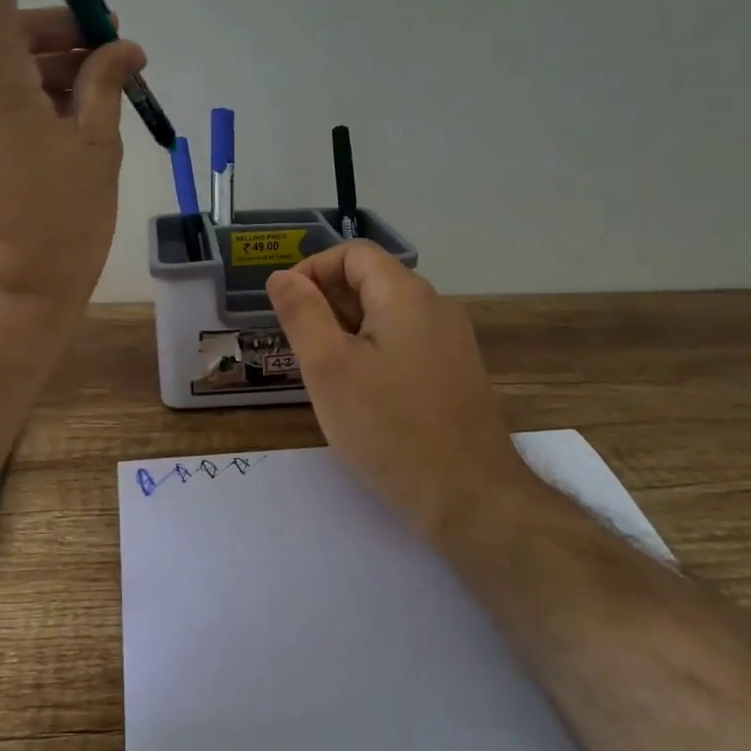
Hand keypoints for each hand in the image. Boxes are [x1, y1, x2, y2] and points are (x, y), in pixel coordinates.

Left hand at [0, 0, 145, 323]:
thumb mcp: (96, 150)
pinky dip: (35, 100)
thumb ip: (106, 85)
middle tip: (119, 53)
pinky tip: (75, 128)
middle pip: (7, 26)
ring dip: (57, 69)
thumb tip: (122, 50)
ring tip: (108, 97)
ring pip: (4, 68)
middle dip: (68, 30)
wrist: (7, 306)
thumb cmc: (60, 229)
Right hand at [266, 242, 540, 535]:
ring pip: (386, 315)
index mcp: (406, 295)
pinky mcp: (455, 374)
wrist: (469, 497)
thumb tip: (282, 276)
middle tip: (299, 348)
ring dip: (346, 330)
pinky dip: (372, 352)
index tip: (286, 309)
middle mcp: (435, 307)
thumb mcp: (328, 368)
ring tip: (323, 374)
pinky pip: (405, 343)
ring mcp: (451, 342)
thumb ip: (302, 313)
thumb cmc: (389, 428)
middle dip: (326, 303)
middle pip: (372, 281)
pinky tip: (359, 394)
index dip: (312, 270)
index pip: (354, 253)